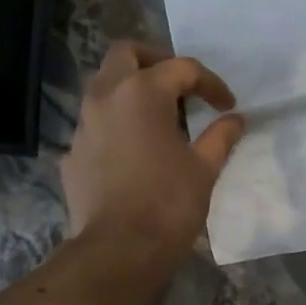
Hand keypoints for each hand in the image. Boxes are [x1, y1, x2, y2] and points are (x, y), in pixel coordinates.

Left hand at [63, 41, 245, 257]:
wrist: (118, 250)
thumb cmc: (168, 204)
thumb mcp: (204, 169)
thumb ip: (221, 137)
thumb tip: (235, 120)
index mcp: (142, 92)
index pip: (182, 69)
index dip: (211, 84)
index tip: (227, 106)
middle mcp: (105, 97)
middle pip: (126, 54)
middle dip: (155, 62)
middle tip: (179, 87)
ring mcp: (82, 126)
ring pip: (103, 88)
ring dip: (130, 92)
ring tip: (157, 119)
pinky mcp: (71, 155)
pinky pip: (94, 126)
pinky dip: (115, 128)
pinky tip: (132, 154)